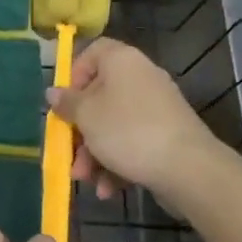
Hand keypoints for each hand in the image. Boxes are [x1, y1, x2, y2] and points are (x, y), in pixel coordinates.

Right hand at [45, 38, 231, 208]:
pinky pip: (133, 142)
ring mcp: (157, 107)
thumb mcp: (86, 116)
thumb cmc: (128, 131)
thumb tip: (53, 92)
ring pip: (114, 125)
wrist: (188, 168)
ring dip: (95, 153)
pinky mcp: (167, 134)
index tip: (65, 102)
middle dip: (81, 130)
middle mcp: (141, 77)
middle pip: (100, 96)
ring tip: (87, 180)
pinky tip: (109, 189)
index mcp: (121, 61)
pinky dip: (118, 162)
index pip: (93, 52)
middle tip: (70, 153)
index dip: (74, 74)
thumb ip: (67, 103)